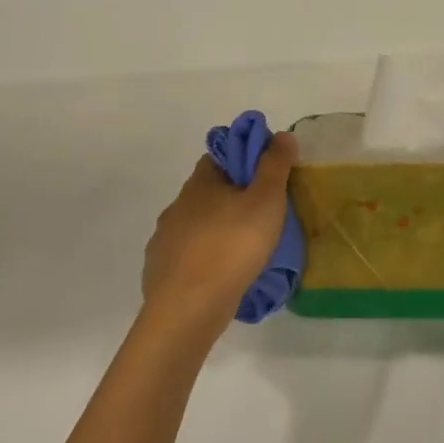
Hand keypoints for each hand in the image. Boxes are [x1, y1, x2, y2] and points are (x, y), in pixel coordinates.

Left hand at [141, 133, 297, 335]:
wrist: (188, 308)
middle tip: (263, 217)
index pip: (219, 157)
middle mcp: (177, 205)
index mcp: (200, 183)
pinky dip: (204, 259)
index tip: (266, 177)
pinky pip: (187, 256)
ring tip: (244, 250)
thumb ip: (275, 166)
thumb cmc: (232, 246)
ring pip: (197, 225)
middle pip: (207, 192)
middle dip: (231, 199)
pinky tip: (221, 274)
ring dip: (217, 230)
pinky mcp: (161, 271)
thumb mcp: (266, 200)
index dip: (242, 161)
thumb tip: (282, 134)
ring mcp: (165, 239)